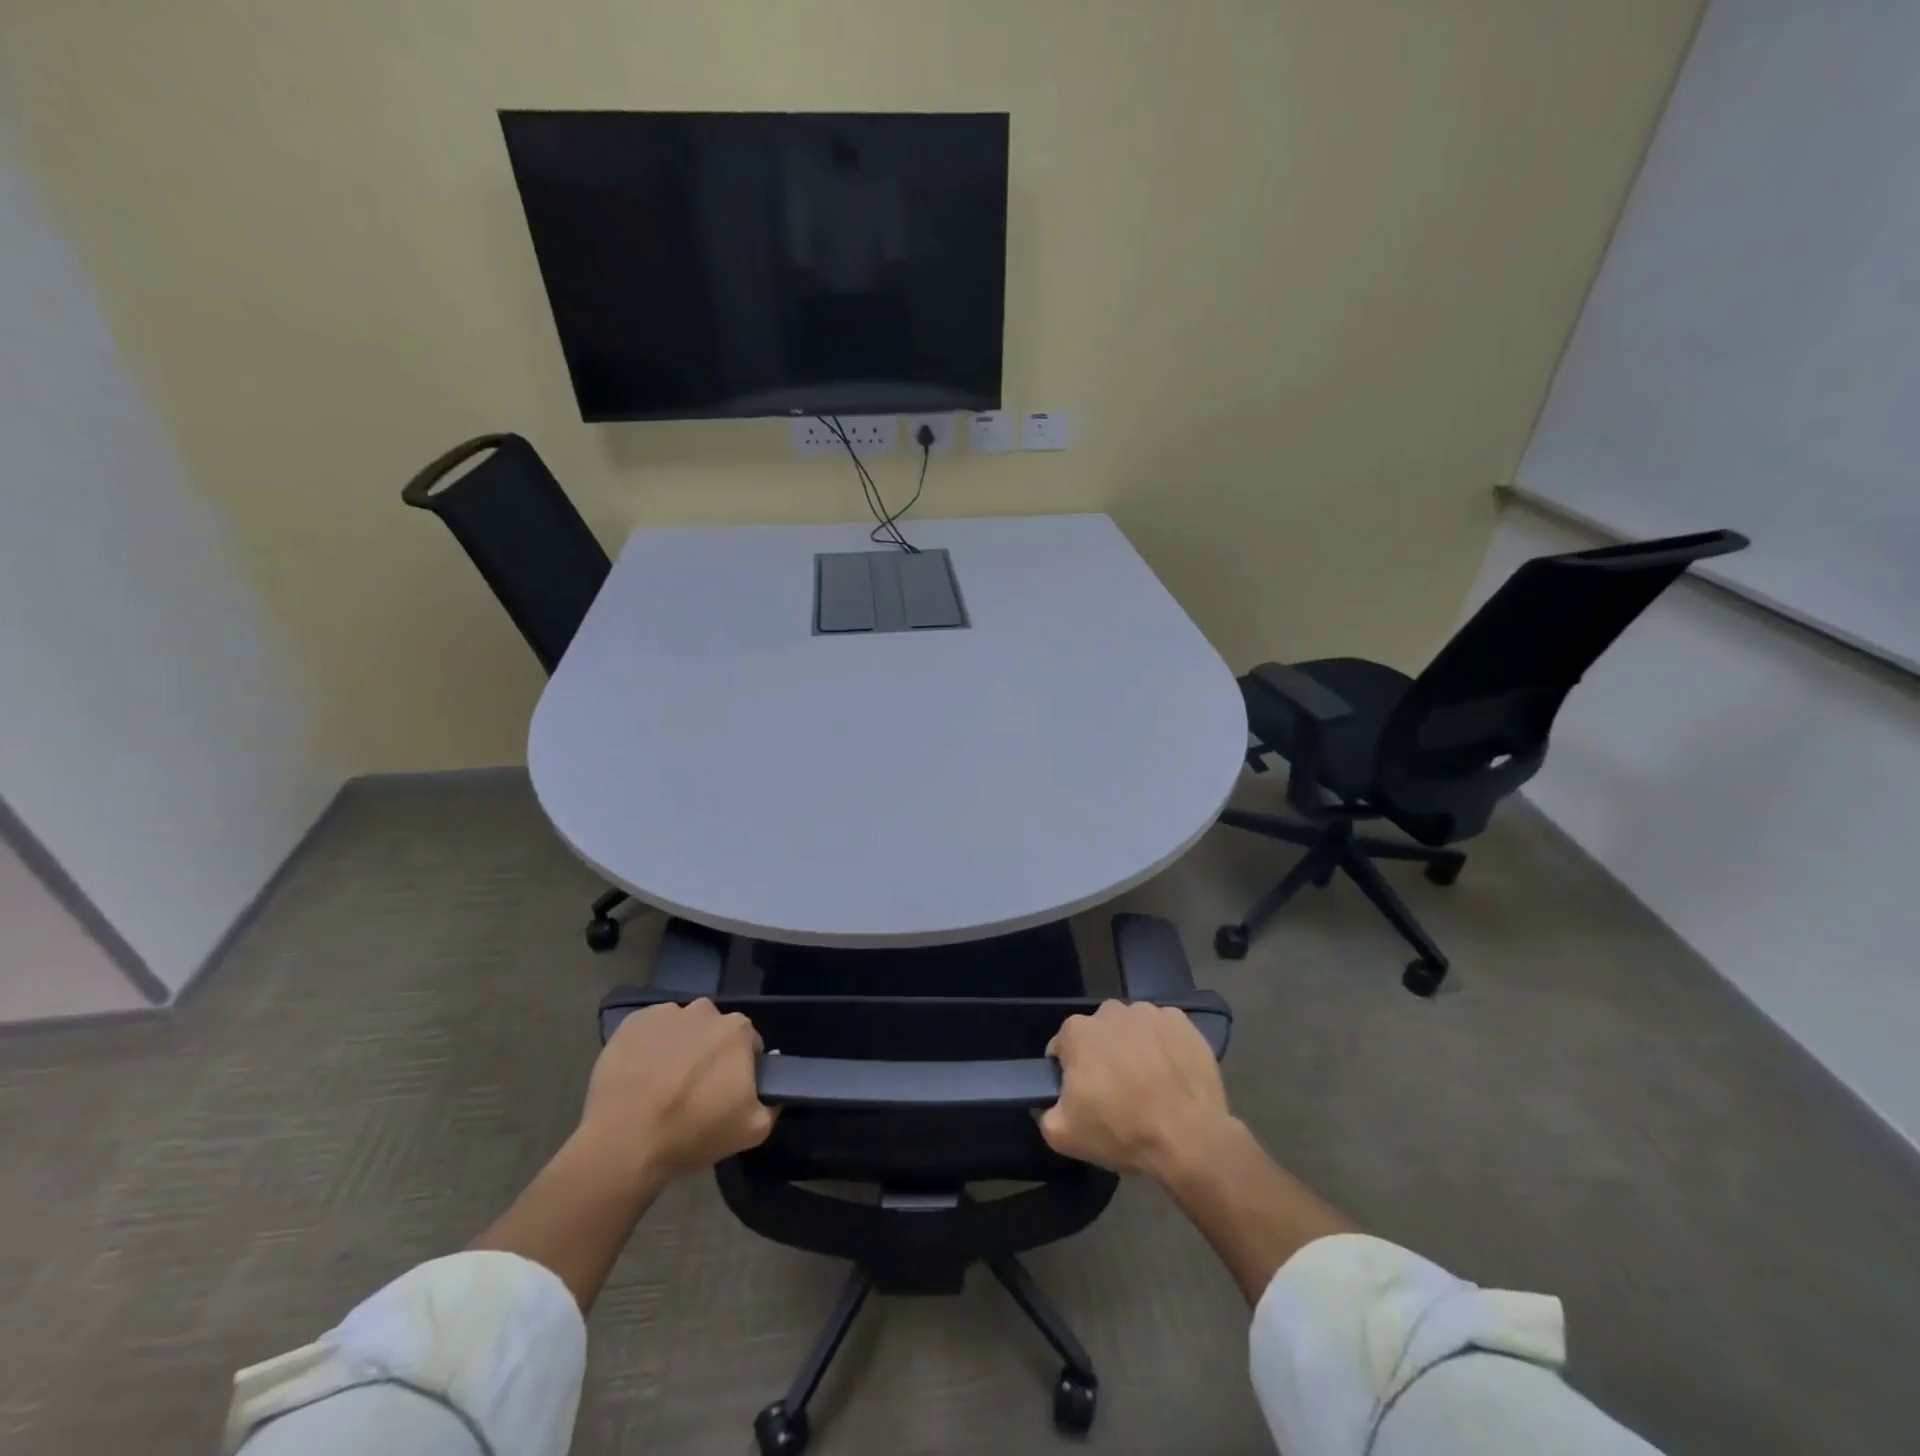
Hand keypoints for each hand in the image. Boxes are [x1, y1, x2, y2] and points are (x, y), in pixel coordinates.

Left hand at [576, 1000, 774, 1181]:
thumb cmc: (692, 1132)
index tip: (726, 1092)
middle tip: (693, 1090)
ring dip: (678, 1047)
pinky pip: (649, 1030)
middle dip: (709, 1053)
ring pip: (681, 1028)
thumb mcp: (752, 1131)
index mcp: (738, 1030)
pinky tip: (639, 1077)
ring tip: (661, 1084)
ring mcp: (666, 1013)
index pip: (748, 1044)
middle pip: (714, 1031)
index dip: (740, 1068)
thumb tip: (772, 1096)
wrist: (624, 1142)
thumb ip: (772, 1106)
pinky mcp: (631, 1023)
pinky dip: (648, 1047)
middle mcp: (706, 1010)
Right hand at [1040, 1000, 1233, 1180]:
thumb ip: (1046, 1113)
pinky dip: (1164, 1047)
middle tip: (1117, 1093)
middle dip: (1103, 1056)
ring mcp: (1149, 1013)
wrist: (1190, 1137)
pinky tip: (1171, 1075)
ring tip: (1149, 1085)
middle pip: (1098, 1035)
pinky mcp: (1182, 1023)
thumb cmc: (1122, 1131)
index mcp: (1077, 1031)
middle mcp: (1110, 1011)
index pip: (1063, 1048)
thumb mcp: (1064, 1136)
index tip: (1085, 1098)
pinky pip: (1164, 1032)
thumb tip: (1054, 1103)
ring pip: (1132, 1029)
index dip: (1071, 1074)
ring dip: (1134, 1049)